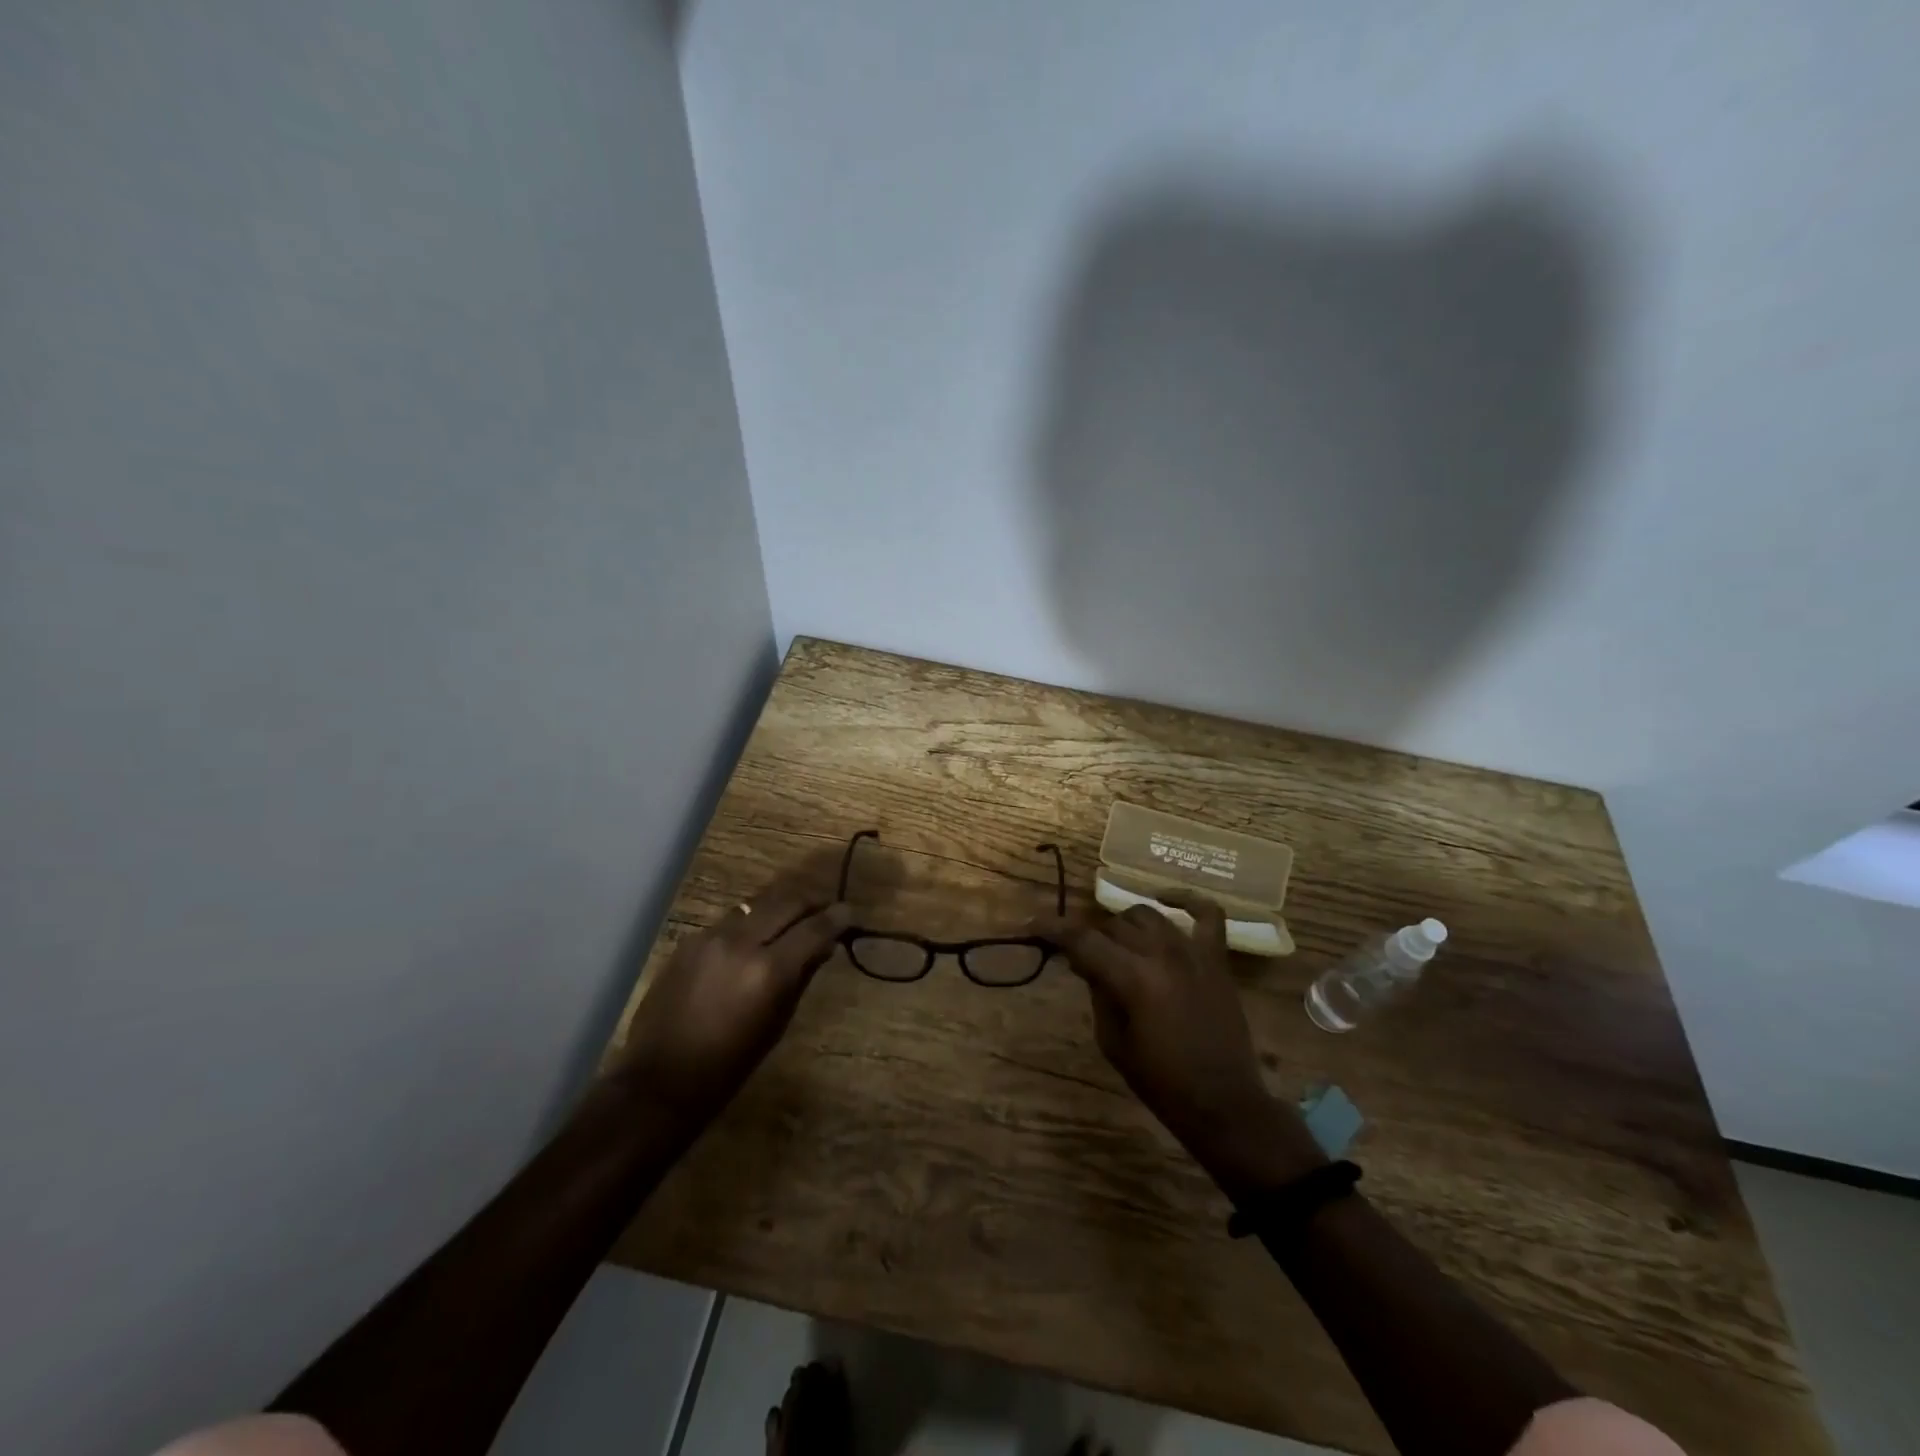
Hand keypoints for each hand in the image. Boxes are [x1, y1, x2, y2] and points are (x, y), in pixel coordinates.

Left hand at [612, 875, 849, 1121]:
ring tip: (793, 918)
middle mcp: (741, 942)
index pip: (814, 927)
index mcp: (769, 970)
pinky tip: (755, 938)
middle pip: (787, 901)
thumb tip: (823, 946)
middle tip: (826, 909)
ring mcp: (711, 937)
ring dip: (781, 907)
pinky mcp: (689, 940)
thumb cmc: (729, 1066)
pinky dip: (751, 922)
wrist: (659, 1081)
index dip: (837, 917)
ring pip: (757, 903)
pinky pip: (731, 920)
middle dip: (812, 901)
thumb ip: (801, 977)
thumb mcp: (777, 1024)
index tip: (850, 913)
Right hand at [1053, 893, 1323, 1190]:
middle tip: (1085, 960)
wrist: (1223, 1103)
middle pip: (1114, 926)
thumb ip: (1098, 993)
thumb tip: (1086, 962)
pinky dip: (1188, 900)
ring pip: (1148, 915)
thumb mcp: (1113, 1042)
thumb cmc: (1161, 1082)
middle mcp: (1162, 954)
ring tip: (1120, 946)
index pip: (1083, 940)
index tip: (1033, 925)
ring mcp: (1193, 952)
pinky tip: (1167, 899)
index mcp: (1133, 979)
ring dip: (1126, 927)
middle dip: (1093, 939)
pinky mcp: (1217, 959)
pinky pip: (1208, 914)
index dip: (1053, 929)